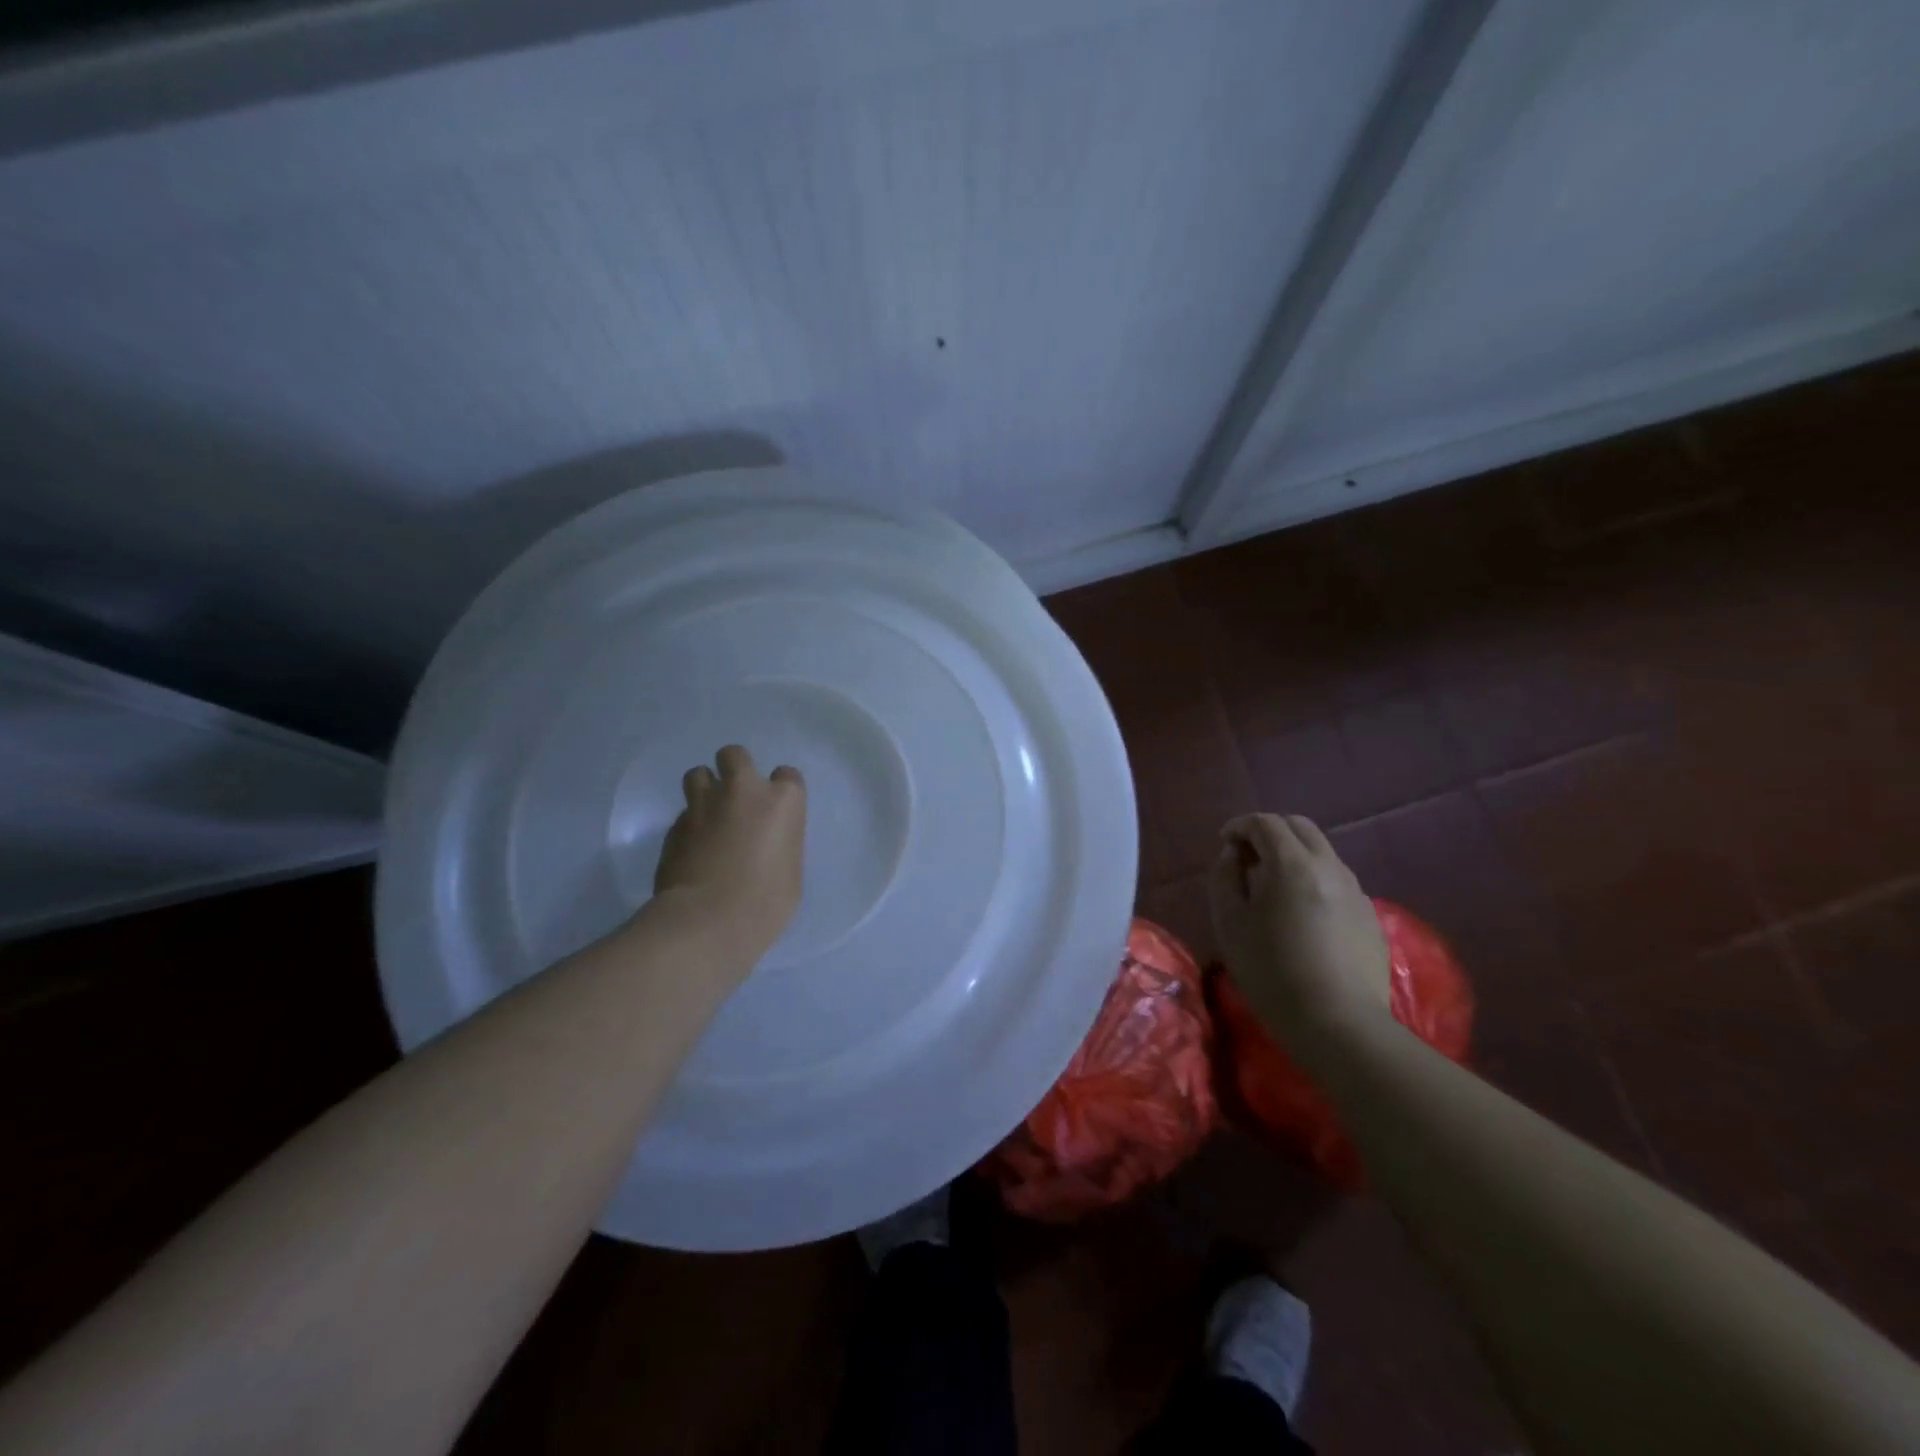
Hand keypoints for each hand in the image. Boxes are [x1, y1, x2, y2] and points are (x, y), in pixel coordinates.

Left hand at [654, 745, 805, 962]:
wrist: (706, 921)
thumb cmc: (765, 902)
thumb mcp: (791, 871)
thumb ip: (779, 844)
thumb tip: (764, 844)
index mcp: (781, 801)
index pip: (787, 775)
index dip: (780, 791)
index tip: (776, 811)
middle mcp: (741, 791)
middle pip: (734, 755)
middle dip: (734, 770)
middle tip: (736, 799)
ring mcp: (702, 805)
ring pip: (698, 774)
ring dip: (705, 789)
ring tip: (709, 817)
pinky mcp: (673, 827)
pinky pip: (683, 815)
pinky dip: (689, 826)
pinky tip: (692, 851)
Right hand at [1207, 813, 1390, 1048]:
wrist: (1339, 1025)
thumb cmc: (1272, 972)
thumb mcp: (1230, 923)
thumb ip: (1225, 878)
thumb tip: (1233, 856)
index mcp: (1291, 863)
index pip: (1265, 822)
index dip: (1240, 826)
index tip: (1224, 844)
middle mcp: (1329, 866)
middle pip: (1299, 827)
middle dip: (1270, 832)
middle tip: (1248, 858)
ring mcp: (1356, 890)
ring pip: (1322, 852)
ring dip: (1294, 856)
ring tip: (1273, 888)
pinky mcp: (1370, 916)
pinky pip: (1337, 881)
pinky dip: (1314, 880)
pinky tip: (1302, 915)